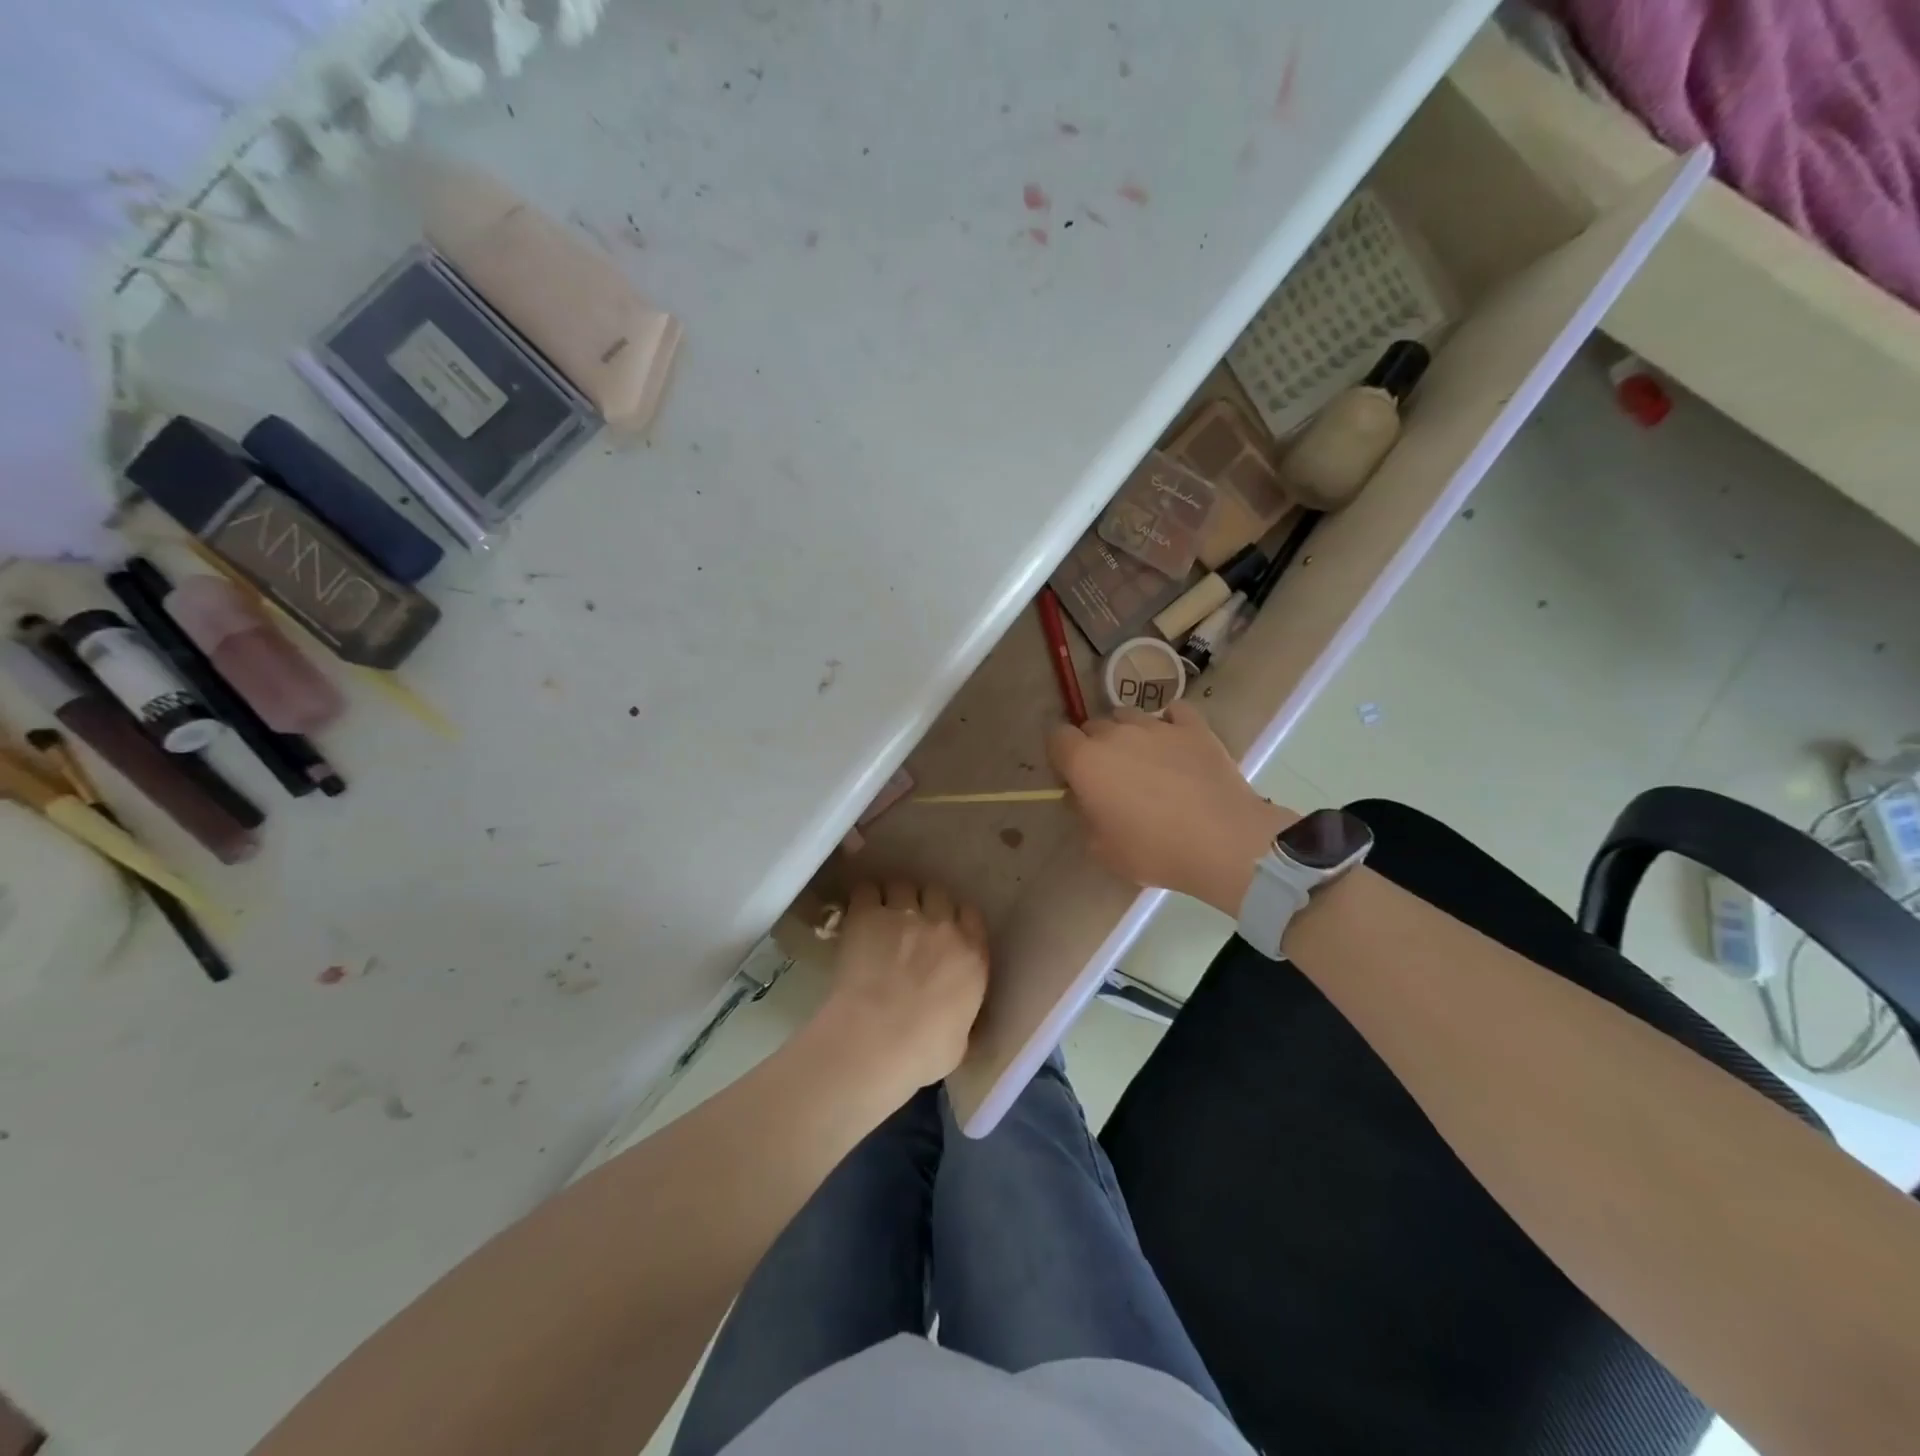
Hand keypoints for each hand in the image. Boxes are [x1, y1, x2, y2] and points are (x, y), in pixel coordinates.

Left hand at [812, 880, 988, 1094]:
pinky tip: (858, 912)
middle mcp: (942, 927)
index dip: (956, 918)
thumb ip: (962, 1017)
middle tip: (909, 923)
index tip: (944, 929)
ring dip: (894, 898)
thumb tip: (956, 1020)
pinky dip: (864, 897)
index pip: (971, 915)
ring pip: (903, 886)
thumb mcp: (960, 1041)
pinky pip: (867, 890)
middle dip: (925, 904)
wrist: (877, 1039)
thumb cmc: (923, 1052)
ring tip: (881, 915)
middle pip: (937, 893)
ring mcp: (904, 916)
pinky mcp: (868, 915)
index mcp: (972, 956)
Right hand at [1048, 702, 1292, 913]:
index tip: (1074, 779)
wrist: (1223, 842)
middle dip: (1095, 746)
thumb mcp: (1102, 849)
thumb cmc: (1154, 850)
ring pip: (1129, 716)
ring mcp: (1157, 726)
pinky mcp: (1194, 727)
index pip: (1057, 738)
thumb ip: (1084, 817)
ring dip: (1128, 734)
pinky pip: (1174, 712)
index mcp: (1086, 761)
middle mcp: (1116, 734)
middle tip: (1111, 778)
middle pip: (1093, 726)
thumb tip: (1083, 798)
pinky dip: (1170, 723)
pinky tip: (1176, 744)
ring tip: (1146, 761)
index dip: (1062, 757)